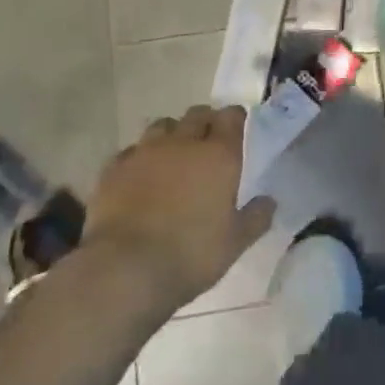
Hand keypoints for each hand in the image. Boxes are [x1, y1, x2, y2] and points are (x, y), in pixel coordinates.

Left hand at [80, 105, 274, 311]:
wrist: (124, 270)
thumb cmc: (190, 255)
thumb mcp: (235, 244)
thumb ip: (256, 217)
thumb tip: (269, 200)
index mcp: (219, 155)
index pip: (231, 116)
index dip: (235, 119)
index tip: (238, 129)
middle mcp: (183, 142)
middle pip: (197, 114)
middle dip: (205, 122)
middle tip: (208, 143)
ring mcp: (145, 152)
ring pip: (163, 126)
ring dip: (172, 135)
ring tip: (173, 156)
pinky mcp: (114, 168)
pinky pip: (132, 151)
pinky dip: (140, 158)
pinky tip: (140, 176)